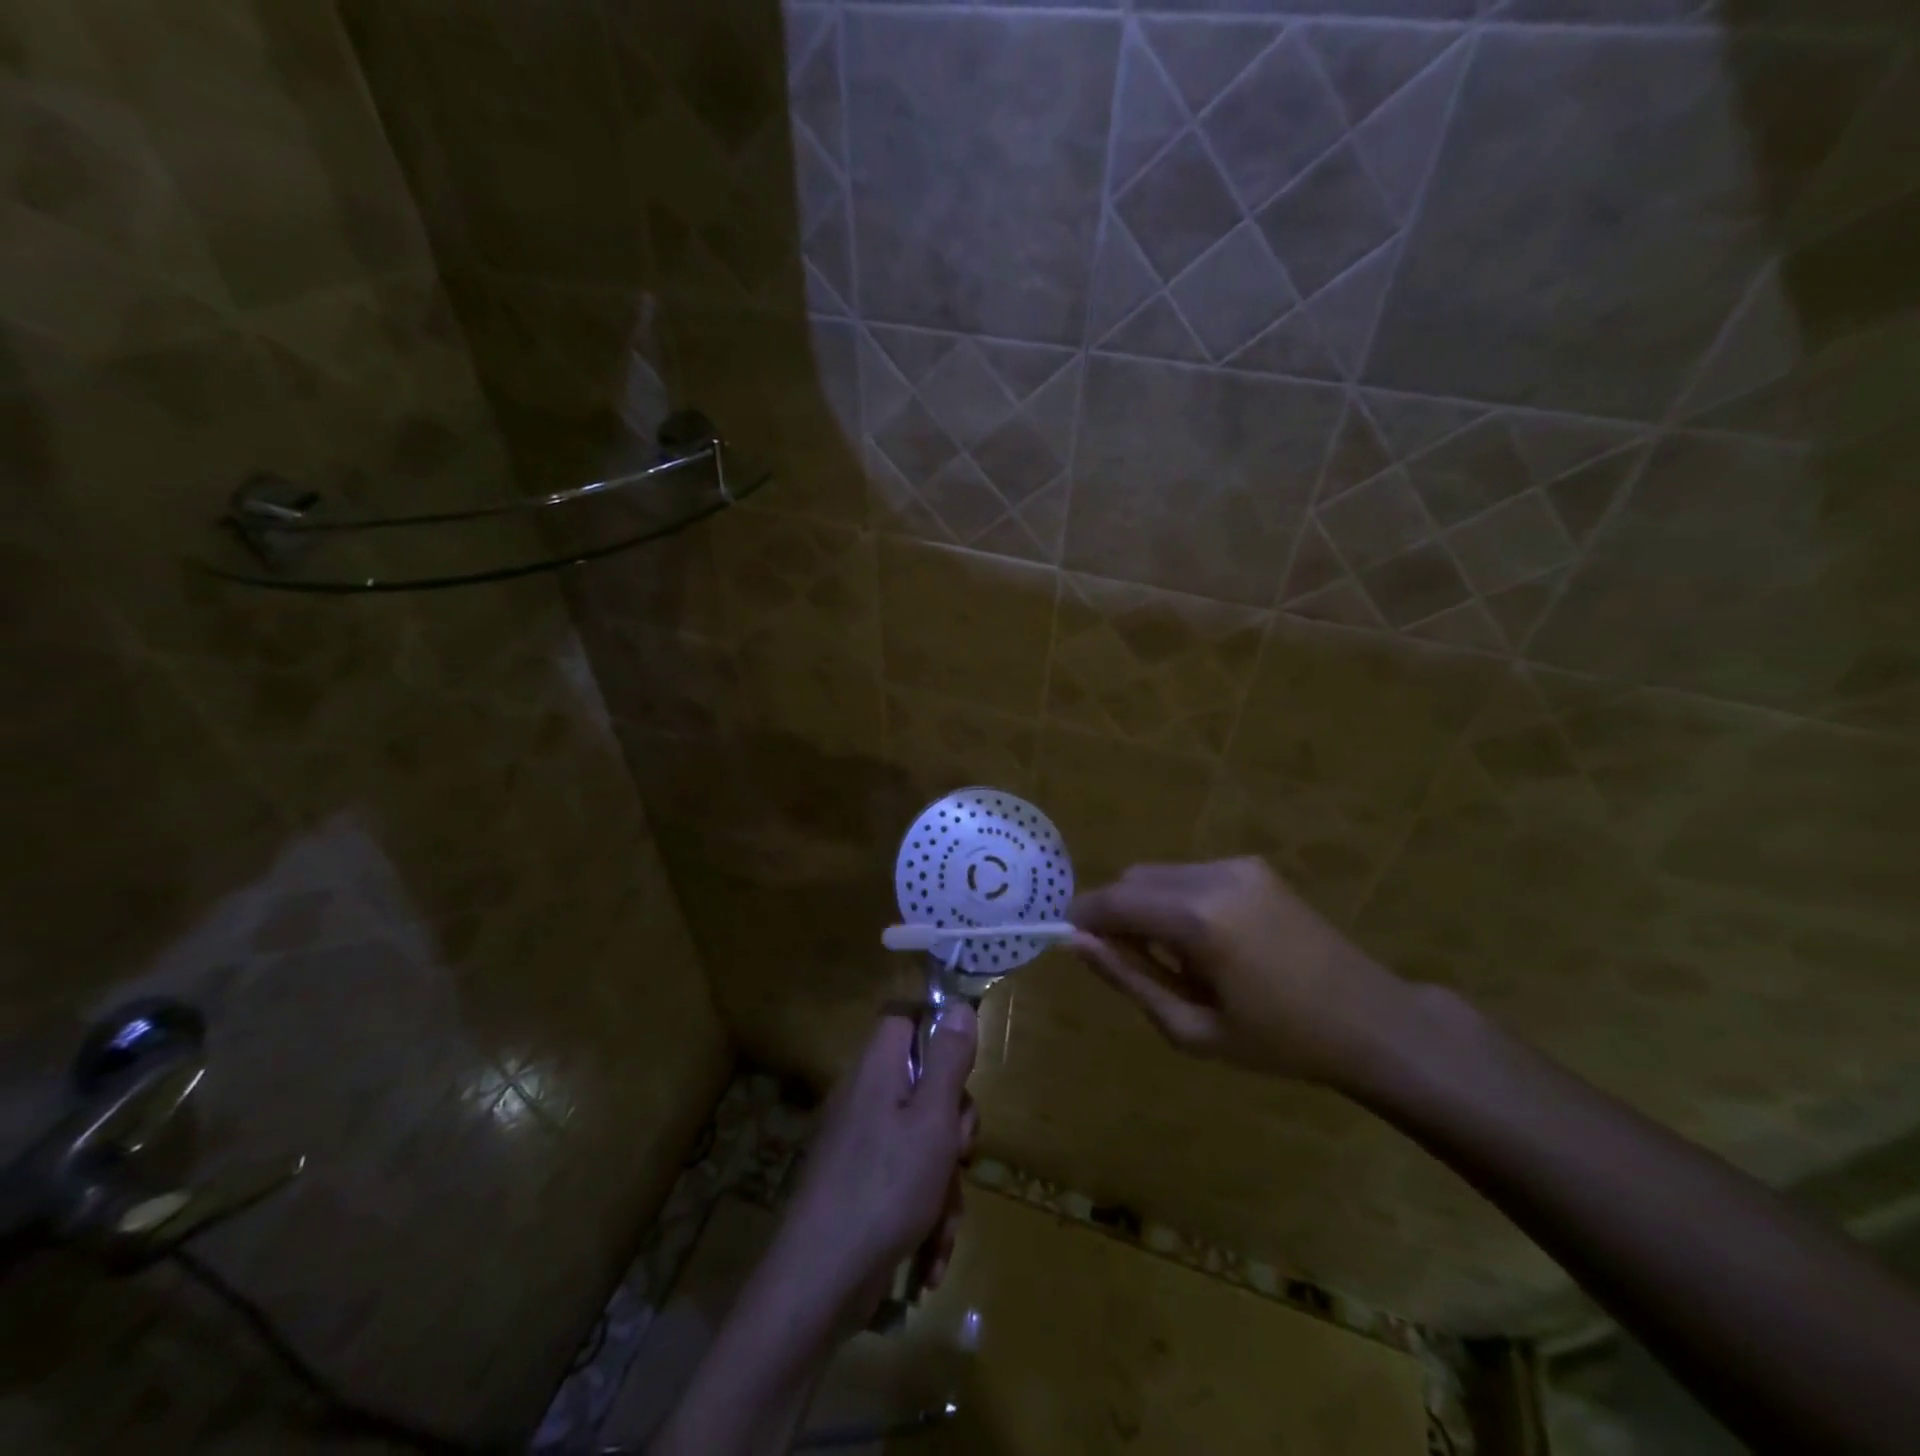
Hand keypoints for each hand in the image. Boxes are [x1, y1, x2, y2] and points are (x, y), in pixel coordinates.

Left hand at [764, 1007, 979, 1336]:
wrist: (818, 1283)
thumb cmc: (885, 1188)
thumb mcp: (932, 1119)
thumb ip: (949, 1061)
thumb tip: (958, 1005)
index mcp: (878, 1070)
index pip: (905, 1020)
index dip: (938, 1033)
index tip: (964, 1072)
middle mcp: (865, 1098)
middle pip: (923, 1086)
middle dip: (953, 1127)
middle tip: (959, 1154)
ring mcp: (859, 1144)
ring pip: (921, 1142)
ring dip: (943, 1186)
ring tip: (943, 1227)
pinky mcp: (858, 1187)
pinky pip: (903, 1182)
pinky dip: (922, 1216)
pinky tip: (929, 1261)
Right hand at [1068, 858, 1412, 1086]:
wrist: (1370, 1021)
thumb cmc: (1279, 1042)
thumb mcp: (1192, 1028)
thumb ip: (1127, 979)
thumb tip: (1077, 944)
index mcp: (1199, 919)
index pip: (1114, 901)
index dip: (1083, 917)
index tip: (1067, 940)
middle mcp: (1214, 876)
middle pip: (1133, 879)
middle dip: (1117, 913)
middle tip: (1130, 963)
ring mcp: (1237, 865)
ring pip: (1159, 874)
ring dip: (1147, 906)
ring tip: (1175, 958)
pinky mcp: (1253, 866)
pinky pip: (1189, 874)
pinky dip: (1176, 899)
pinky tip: (1206, 941)